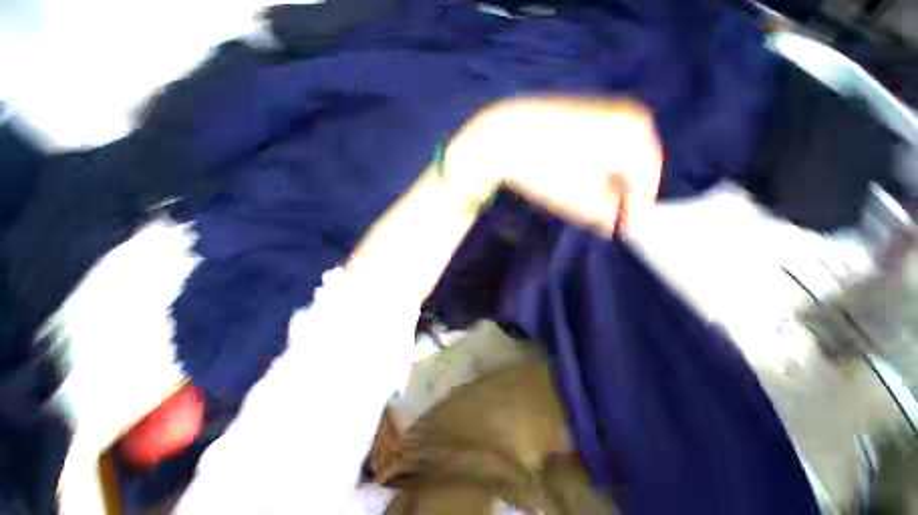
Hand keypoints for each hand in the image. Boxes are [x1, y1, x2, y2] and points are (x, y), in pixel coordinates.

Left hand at [446, 97, 662, 235]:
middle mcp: (629, 117)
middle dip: (618, 197)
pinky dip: (592, 167)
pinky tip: (572, 178)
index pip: (646, 185)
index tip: (621, 233)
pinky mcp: (584, 113)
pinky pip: (599, 147)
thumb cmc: (546, 169)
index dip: (633, 213)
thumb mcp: (581, 202)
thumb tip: (618, 223)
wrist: (507, 134)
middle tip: (601, 220)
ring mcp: (606, 111)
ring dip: (604, 183)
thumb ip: (608, 215)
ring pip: (615, 158)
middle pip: (633, 170)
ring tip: (583, 202)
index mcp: (637, 135)